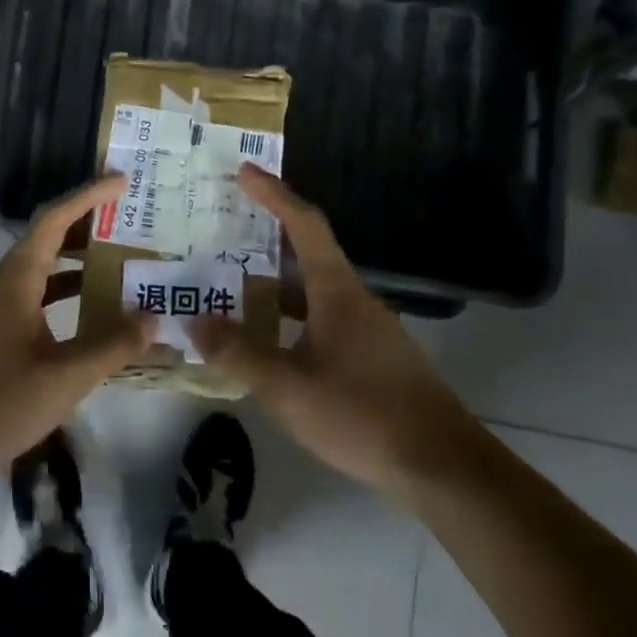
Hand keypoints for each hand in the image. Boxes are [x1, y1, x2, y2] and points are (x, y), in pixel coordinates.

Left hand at [0, 174, 152, 488]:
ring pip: (37, 275)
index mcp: (14, 282)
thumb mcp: (64, 378)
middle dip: (86, 230)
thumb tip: (151, 319)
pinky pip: (28, 302)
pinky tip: (84, 321)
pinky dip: (59, 299)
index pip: (53, 221)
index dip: (88, 197)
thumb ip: (111, 346)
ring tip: (118, 269)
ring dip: (74, 268)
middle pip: (45, 242)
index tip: (122, 183)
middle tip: (130, 227)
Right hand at [190, 165, 471, 495]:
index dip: (273, 194)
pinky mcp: (372, 357)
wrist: (442, 465)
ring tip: (233, 284)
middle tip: (224, 229)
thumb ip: (238, 354)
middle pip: (307, 253)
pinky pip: (321, 319)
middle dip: (266, 236)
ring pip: (313, 291)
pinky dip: (290, 316)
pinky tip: (268, 340)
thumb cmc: (362, 415)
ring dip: (276, 282)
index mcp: (336, 292)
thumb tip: (194, 323)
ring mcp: (367, 329)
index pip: (303, 225)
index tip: (245, 171)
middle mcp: (354, 300)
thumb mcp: (287, 388)